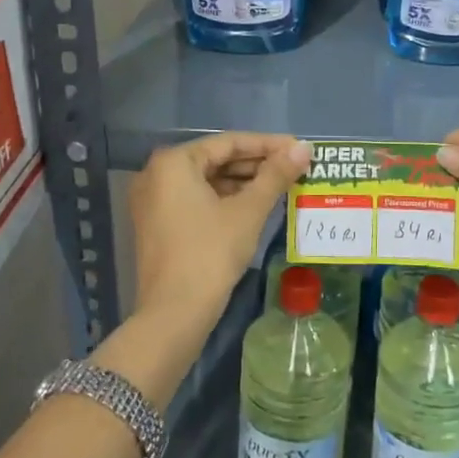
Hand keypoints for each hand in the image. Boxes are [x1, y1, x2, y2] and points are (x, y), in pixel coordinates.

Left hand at [129, 133, 311, 331]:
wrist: (173, 315)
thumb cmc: (210, 254)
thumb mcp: (248, 211)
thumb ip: (275, 175)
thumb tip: (304, 147)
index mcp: (174, 162)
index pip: (229, 142)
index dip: (268, 144)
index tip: (299, 148)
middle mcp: (157, 174)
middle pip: (216, 160)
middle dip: (256, 164)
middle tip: (294, 167)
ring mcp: (153, 200)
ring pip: (207, 181)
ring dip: (243, 183)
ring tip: (281, 185)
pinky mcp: (157, 224)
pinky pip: (196, 199)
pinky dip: (225, 200)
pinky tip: (255, 205)